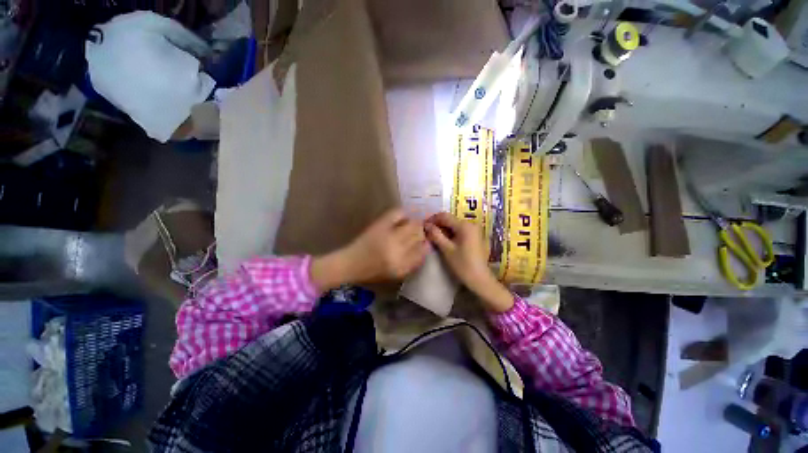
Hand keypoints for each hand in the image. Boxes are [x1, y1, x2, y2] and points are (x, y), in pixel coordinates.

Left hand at [311, 209, 427, 291]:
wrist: (350, 263)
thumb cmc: (373, 272)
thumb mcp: (396, 273)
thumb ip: (413, 262)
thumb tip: (426, 246)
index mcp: (401, 265)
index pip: (423, 251)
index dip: (426, 244)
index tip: (426, 242)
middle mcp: (397, 250)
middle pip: (419, 235)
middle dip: (422, 232)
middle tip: (420, 231)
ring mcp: (388, 235)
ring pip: (412, 224)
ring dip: (415, 223)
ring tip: (413, 224)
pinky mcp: (380, 224)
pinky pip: (398, 214)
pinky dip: (403, 214)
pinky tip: (403, 218)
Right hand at [424, 212, 513, 312]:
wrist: (480, 279)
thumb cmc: (462, 264)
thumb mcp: (447, 249)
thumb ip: (436, 235)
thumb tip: (426, 225)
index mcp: (464, 225)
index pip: (445, 216)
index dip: (432, 219)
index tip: (423, 225)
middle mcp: (471, 224)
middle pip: (450, 220)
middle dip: (438, 224)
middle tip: (427, 232)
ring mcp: (474, 230)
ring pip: (455, 225)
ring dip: (444, 229)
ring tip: (433, 236)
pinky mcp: (475, 237)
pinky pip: (460, 231)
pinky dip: (451, 233)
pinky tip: (444, 240)